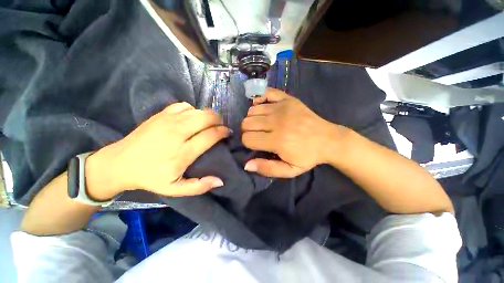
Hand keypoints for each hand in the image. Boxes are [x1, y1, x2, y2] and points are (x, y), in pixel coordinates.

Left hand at [86, 102, 229, 199]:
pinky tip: (192, 117)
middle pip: (206, 118)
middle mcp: (178, 133)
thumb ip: (199, 186)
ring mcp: (168, 121)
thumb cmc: (150, 177)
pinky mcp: (161, 115)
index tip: (228, 132)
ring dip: (208, 115)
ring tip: (210, 122)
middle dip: (218, 120)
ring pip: (197, 111)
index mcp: (183, 152)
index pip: (211, 135)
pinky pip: (184, 105)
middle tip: (220, 126)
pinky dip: (193, 110)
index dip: (223, 132)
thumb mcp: (175, 189)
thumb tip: (220, 180)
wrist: (119, 163)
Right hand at [241, 88, 345, 177]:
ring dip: (253, 118)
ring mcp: (282, 107)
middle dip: (247, 131)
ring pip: (252, 110)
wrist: (329, 140)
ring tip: (261, 124)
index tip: (255, 145)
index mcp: (277, 141)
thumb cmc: (308, 156)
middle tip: (257, 135)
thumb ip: (267, 169)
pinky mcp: (288, 99)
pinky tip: (264, 108)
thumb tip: (247, 165)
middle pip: (247, 123)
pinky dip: (260, 100)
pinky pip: (266, 93)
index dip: (248, 143)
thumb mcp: (289, 170)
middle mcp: (277, 122)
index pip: (247, 139)